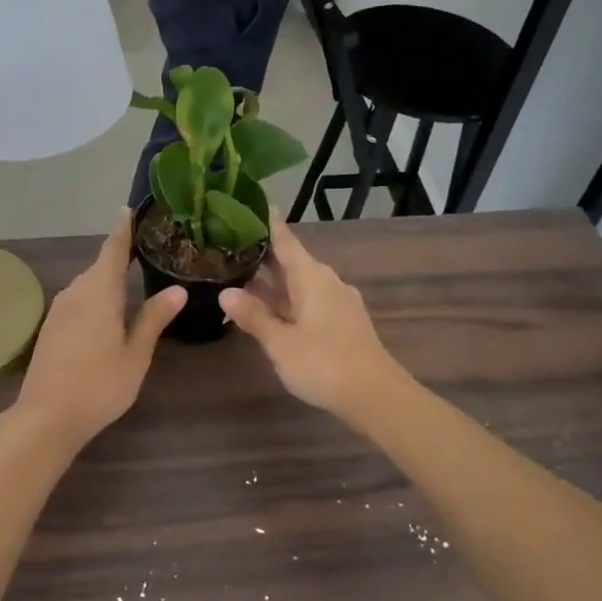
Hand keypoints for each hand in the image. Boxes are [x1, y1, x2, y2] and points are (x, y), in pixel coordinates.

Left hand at [16, 211, 186, 445]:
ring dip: (108, 279)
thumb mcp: (135, 354)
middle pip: (100, 266)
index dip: (123, 229)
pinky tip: (109, 311)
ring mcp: (60, 310)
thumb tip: (177, 289)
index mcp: (99, 291)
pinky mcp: (52, 327)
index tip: (129, 209)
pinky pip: (79, 300)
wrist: (46, 416)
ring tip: (133, 278)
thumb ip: (153, 318)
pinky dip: (96, 297)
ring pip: (89, 285)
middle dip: (120, 255)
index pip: (113, 249)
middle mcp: (76, 292)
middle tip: (147, 248)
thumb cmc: (99, 384)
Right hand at [219, 213, 407, 420]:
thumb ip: (254, 316)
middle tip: (231, 246)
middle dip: (264, 256)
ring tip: (242, 278)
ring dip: (274, 282)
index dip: (269, 223)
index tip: (253, 204)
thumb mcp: (281, 342)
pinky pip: (309, 300)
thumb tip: (225, 292)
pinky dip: (288, 300)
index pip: (286, 240)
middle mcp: (327, 282)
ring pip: (300, 283)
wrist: (376, 396)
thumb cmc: (324, 363)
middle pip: (292, 261)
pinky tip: (271, 310)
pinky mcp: (344, 323)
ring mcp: (338, 303)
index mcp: (312, 277)